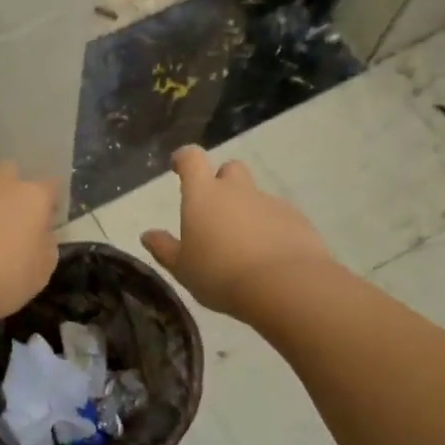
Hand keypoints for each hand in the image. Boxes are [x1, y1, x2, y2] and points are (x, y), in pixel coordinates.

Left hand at [0, 162, 60, 327]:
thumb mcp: (41, 272)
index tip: (47, 219)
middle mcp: (2, 184)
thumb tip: (43, 234)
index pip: (51, 185)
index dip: (50, 201)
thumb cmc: (3, 278)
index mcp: (33, 197)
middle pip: (10, 170)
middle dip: (12, 185)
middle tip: (11, 213)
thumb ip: (46, 246)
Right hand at [142, 146, 335, 316]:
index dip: (184, 158)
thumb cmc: (221, 274)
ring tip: (244, 246)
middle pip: (230, 169)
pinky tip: (269, 256)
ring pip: (255, 196)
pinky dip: (271, 229)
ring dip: (247, 211)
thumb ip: (164, 248)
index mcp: (203, 195)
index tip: (178, 166)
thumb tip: (147, 235)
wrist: (286, 286)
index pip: (192, 159)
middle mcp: (237, 191)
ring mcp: (270, 203)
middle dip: (222, 182)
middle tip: (215, 211)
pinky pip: (279, 217)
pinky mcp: (297, 220)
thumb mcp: (182, 268)